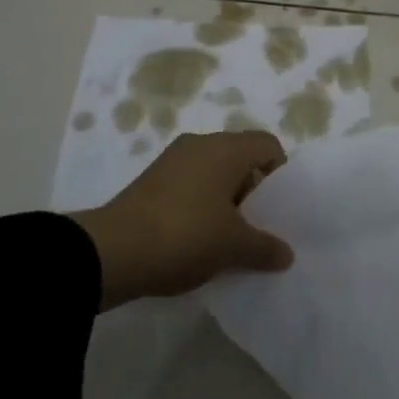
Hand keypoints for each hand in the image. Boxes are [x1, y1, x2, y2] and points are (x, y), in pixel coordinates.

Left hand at [71, 131, 293, 309]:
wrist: (111, 253)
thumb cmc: (185, 236)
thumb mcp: (233, 247)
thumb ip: (265, 247)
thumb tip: (287, 254)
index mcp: (226, 148)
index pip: (268, 145)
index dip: (280, 175)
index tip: (278, 209)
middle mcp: (201, 144)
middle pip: (241, 158)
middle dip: (253, 192)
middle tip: (257, 227)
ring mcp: (172, 161)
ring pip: (214, 173)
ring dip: (226, 201)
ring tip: (228, 239)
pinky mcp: (151, 182)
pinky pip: (190, 186)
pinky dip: (200, 207)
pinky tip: (198, 241)